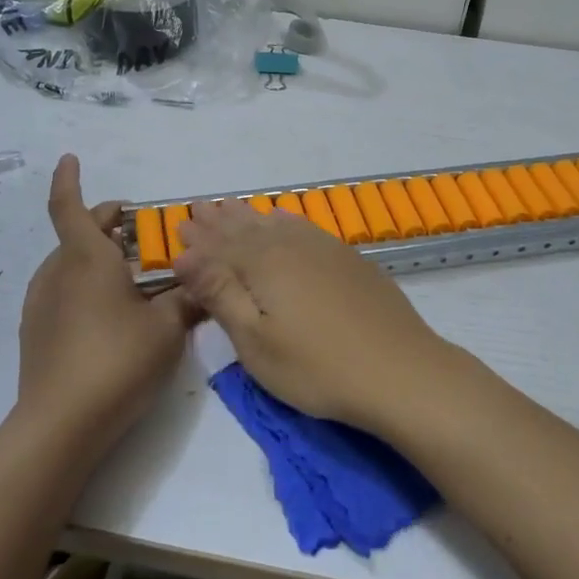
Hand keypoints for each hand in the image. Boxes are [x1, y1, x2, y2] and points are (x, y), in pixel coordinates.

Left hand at [16, 156, 195, 449]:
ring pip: (70, 263)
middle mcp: (57, 272)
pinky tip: (113, 313)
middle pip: (77, 233)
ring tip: (134, 275)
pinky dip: (87, 284)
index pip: (69, 205)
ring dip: (99, 256)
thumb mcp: (167, 328)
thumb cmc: (117, 361)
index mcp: (86, 259)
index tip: (70, 157)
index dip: (69, 178)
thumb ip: (188, 299)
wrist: (60, 425)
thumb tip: (206, 283)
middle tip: (141, 231)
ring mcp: (41, 303)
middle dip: (107, 224)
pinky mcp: (37, 331)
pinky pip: (64, 291)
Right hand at [173, 200, 455, 433]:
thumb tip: (184, 255)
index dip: (198, 239)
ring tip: (232, 207)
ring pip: (276, 225)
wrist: (400, 371)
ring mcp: (324, 250)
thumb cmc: (317, 367)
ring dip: (250, 217)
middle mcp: (291, 246)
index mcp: (263, 265)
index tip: (178, 226)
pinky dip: (287, 221)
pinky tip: (284, 219)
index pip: (220, 246)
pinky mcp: (349, 260)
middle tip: (199, 208)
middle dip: (220, 221)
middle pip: (246, 230)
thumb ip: (220, 293)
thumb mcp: (256, 341)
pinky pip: (305, 228)